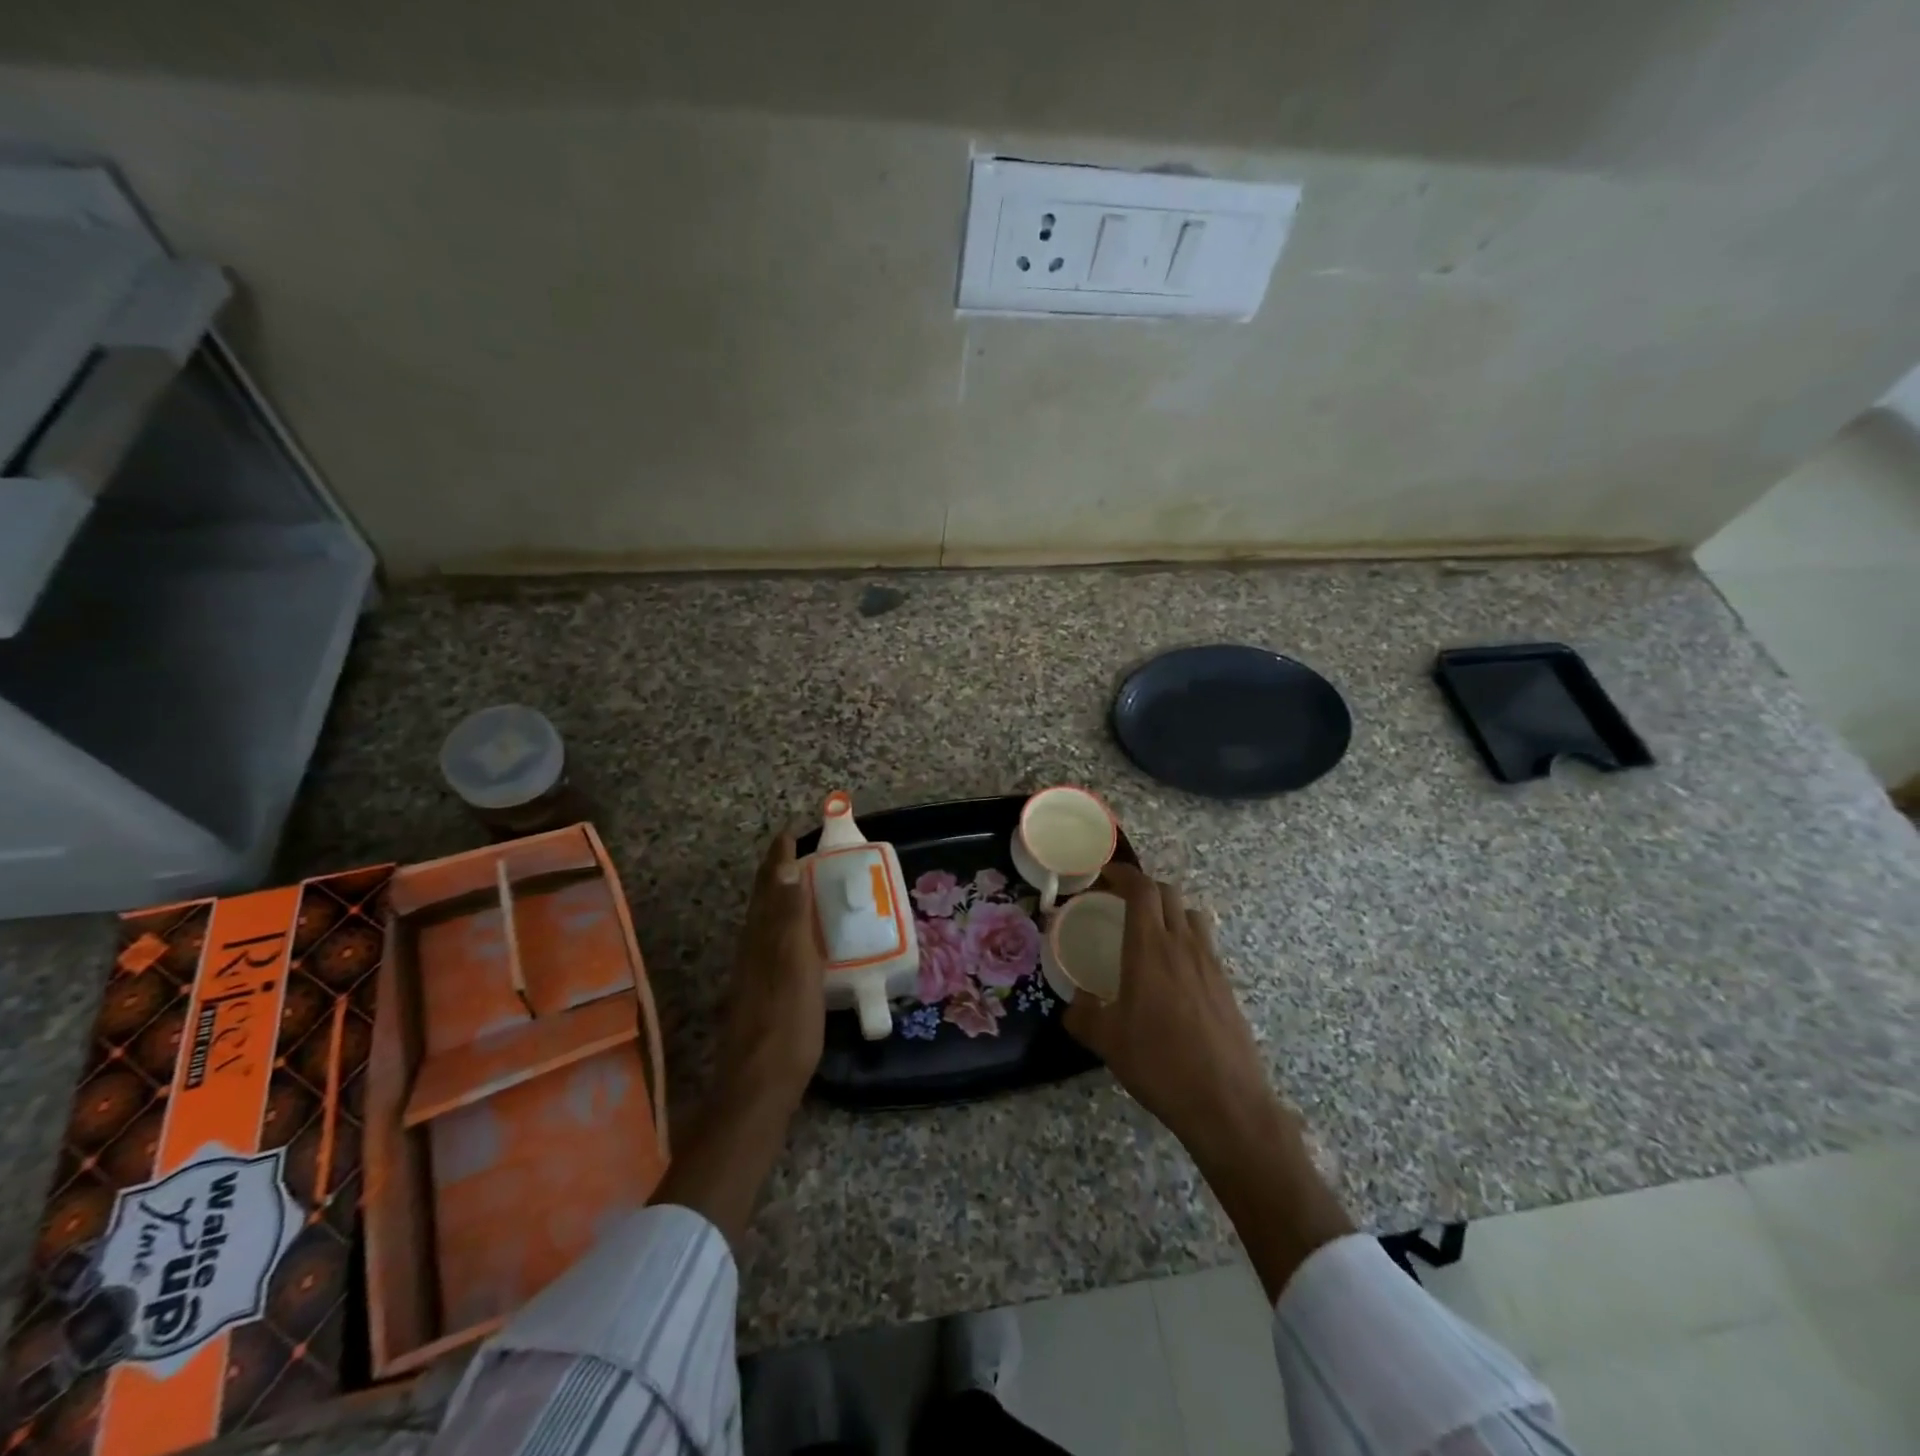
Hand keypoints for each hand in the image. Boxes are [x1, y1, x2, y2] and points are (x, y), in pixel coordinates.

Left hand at [717, 829, 825, 1111]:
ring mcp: (753, 974)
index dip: (778, 859)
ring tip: (798, 886)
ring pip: (764, 924)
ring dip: (778, 899)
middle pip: (763, 903)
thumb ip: (791, 918)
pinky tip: (796, 941)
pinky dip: (784, 928)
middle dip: (776, 875)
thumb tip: (787, 868)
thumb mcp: (795, 965)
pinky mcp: (760, 995)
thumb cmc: (786, 1022)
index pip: (770, 886)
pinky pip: (771, 945)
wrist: (760, 1086)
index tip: (789, 831)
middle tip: (795, 853)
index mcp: (762, 937)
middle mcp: (752, 950)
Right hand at [1064, 862, 1279, 1158]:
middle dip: (1143, 888)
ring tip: (1150, 932)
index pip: (1141, 889)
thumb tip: (1075, 1003)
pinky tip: (1173, 972)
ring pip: (1191, 914)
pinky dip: (1186, 939)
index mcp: (1149, 949)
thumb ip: (1082, 1014)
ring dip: (1169, 910)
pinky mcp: (1227, 985)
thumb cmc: (1159, 1064)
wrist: (1226, 1103)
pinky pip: (1205, 944)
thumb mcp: (1106, 1041)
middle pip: (1168, 893)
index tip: (1104, 875)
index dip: (1123, 873)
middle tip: (1120, 903)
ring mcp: (1210, 963)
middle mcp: (1182, 946)